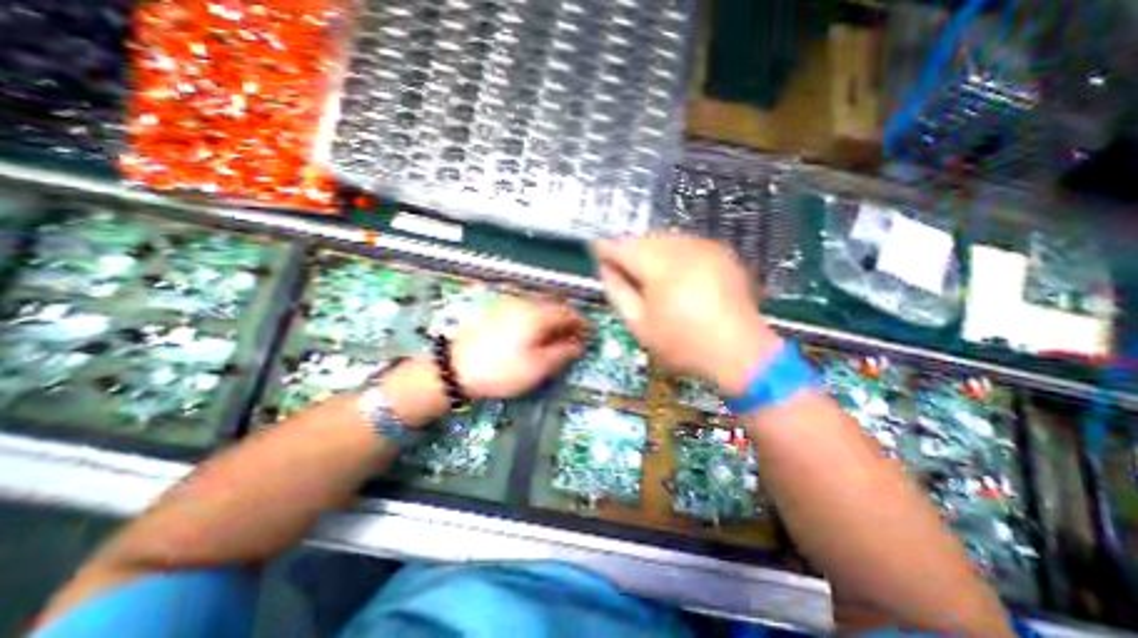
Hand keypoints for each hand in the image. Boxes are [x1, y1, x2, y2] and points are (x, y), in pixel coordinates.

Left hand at [453, 294, 586, 397]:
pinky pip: (525, 310)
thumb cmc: (501, 370)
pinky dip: (537, 320)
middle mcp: (524, 303)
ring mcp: (508, 304)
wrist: (454, 368)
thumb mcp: (537, 367)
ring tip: (554, 339)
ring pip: (539, 308)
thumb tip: (579, 345)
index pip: (568, 312)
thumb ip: (562, 353)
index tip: (589, 334)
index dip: (581, 323)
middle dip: (567, 322)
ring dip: (551, 321)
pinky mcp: (496, 311)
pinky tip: (533, 334)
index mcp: (537, 314)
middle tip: (573, 339)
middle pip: (554, 307)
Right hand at [596, 234, 783, 393]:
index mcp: (659, 264)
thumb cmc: (682, 344)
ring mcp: (705, 247)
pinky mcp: (721, 253)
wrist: (740, 352)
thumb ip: (618, 291)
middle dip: (629, 251)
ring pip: (665, 239)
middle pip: (644, 239)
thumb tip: (605, 268)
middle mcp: (682, 246)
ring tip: (647, 275)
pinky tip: (674, 275)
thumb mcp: (639, 324)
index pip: (621, 246)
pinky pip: (686, 244)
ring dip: (650, 252)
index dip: (605, 249)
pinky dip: (673, 254)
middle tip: (622, 270)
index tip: (596, 254)